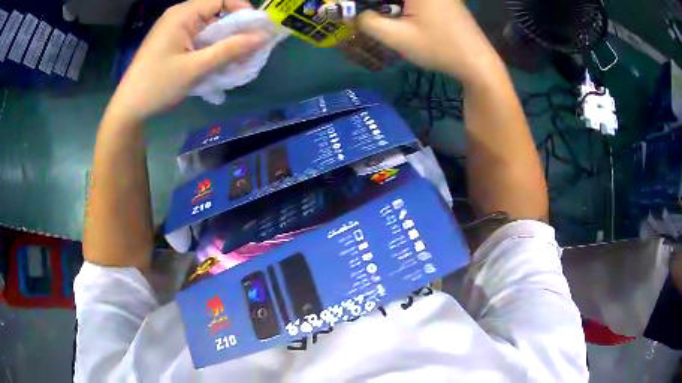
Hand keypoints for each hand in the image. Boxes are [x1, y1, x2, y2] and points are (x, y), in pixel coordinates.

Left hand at [108, 0, 269, 122]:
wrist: (128, 108)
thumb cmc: (158, 85)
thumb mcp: (196, 68)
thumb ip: (230, 50)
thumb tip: (264, 37)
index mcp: (183, 14)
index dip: (243, 11)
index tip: (255, 31)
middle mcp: (179, 15)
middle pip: (217, 12)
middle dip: (234, 30)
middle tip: (247, 50)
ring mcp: (174, 28)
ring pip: (208, 27)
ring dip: (223, 41)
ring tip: (233, 60)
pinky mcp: (172, 41)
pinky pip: (198, 37)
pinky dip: (210, 47)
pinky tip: (215, 63)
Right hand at [357, 0, 501, 84]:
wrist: (477, 63)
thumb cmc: (439, 48)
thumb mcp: (397, 37)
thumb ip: (367, 22)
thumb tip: (353, 14)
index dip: (362, 2)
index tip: (355, 12)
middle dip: (375, 5)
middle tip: (365, 17)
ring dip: (388, 6)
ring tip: (380, 19)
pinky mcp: (444, 0)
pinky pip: (416, 1)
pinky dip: (403, 7)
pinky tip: (401, 19)